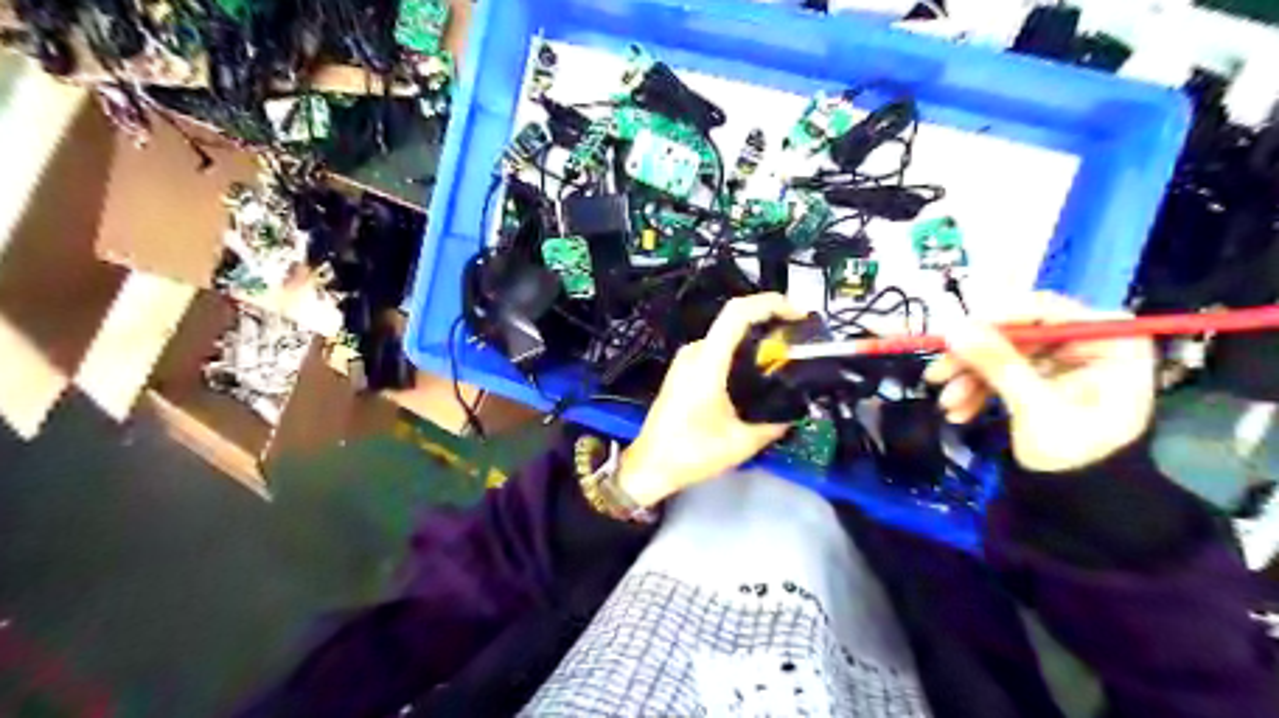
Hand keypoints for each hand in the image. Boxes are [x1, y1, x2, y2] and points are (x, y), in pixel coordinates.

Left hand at [613, 290, 802, 505]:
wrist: (650, 466)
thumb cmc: (690, 453)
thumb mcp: (741, 443)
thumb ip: (774, 425)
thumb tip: (795, 414)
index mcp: (707, 363)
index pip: (737, 313)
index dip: (770, 303)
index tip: (797, 314)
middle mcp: (694, 353)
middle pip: (734, 321)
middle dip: (769, 324)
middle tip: (797, 342)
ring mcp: (685, 361)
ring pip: (726, 337)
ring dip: (755, 341)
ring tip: (782, 360)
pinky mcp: (683, 371)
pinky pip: (716, 351)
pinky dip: (740, 354)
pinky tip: (756, 375)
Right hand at [926, 292, 1153, 477]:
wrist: (1081, 503)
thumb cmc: (1075, 454)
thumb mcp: (1036, 407)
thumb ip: (998, 363)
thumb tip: (954, 328)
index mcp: (1110, 342)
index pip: (1048, 310)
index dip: (998, 319)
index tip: (955, 333)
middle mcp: (1086, 344)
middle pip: (1017, 333)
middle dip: (974, 358)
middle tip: (937, 374)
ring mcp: (1061, 363)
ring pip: (1001, 354)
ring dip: (968, 378)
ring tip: (945, 406)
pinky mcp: (1039, 380)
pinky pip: (1000, 373)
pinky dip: (977, 390)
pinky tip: (958, 412)